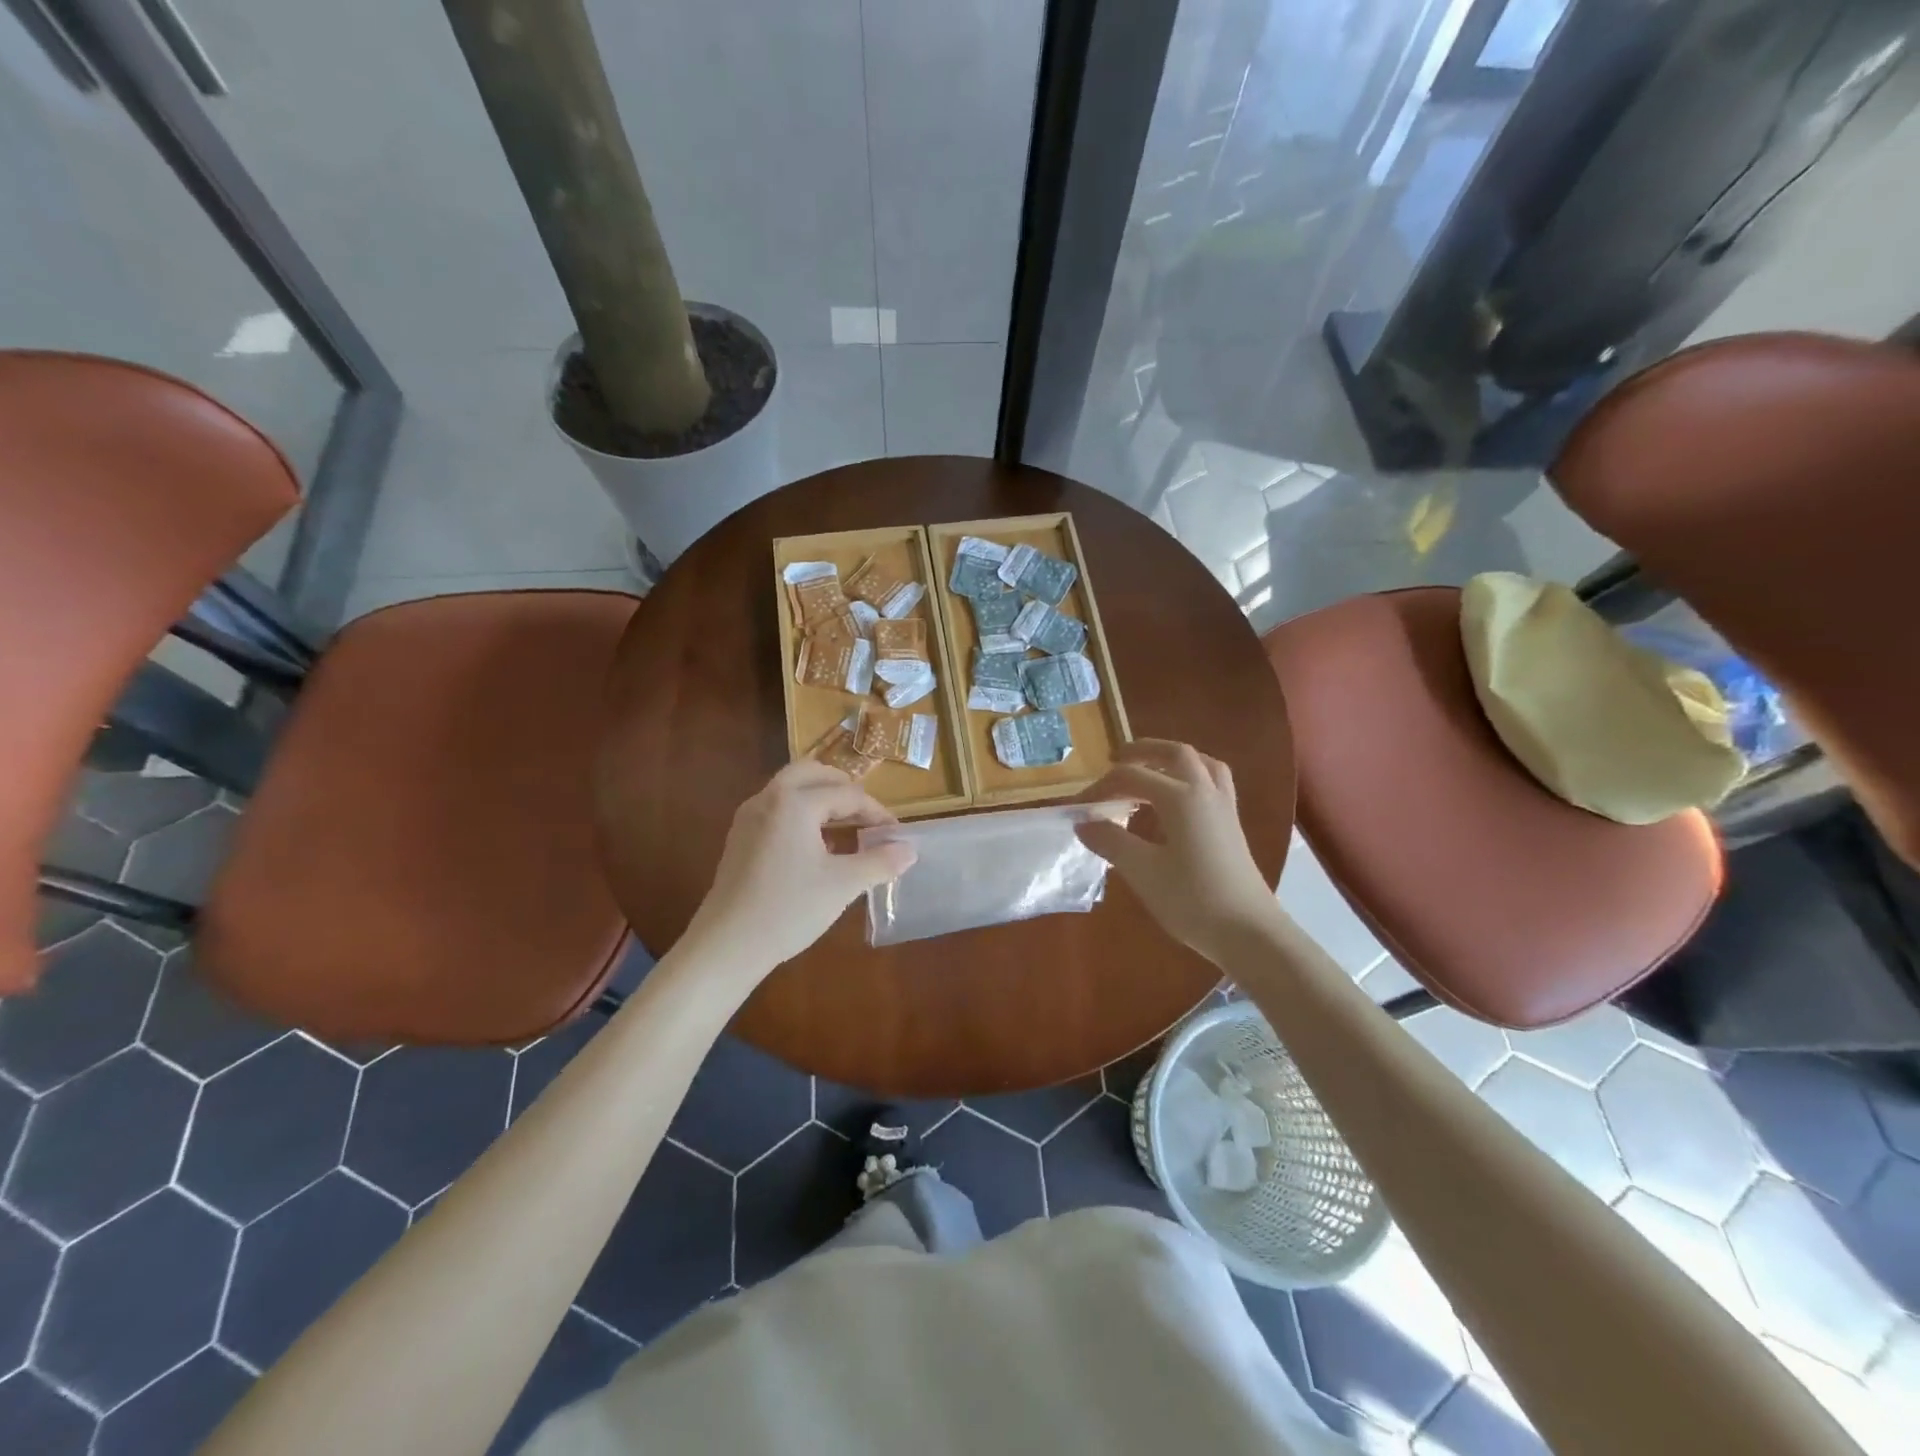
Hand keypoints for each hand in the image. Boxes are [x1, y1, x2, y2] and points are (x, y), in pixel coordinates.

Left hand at [682, 761, 916, 978]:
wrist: (727, 946)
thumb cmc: (789, 909)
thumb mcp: (843, 885)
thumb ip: (880, 862)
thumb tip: (910, 850)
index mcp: (795, 802)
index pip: (846, 794)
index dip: (876, 811)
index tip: (896, 833)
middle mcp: (768, 798)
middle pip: (812, 774)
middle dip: (844, 789)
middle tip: (867, 815)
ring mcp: (749, 817)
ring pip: (790, 789)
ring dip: (821, 799)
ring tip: (846, 828)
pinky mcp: (740, 838)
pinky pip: (776, 809)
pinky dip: (801, 814)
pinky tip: (815, 847)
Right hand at [1076, 739, 1283, 963]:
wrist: (1249, 933)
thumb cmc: (1193, 900)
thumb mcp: (1142, 871)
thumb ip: (1110, 841)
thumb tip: (1083, 822)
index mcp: (1181, 797)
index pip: (1132, 777)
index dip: (1100, 787)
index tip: (1077, 807)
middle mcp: (1205, 792)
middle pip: (1175, 754)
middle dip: (1142, 751)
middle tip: (1115, 760)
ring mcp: (1224, 807)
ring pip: (1201, 763)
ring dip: (1172, 759)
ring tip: (1150, 770)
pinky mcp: (1232, 825)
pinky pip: (1213, 782)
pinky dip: (1190, 777)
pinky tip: (1177, 801)